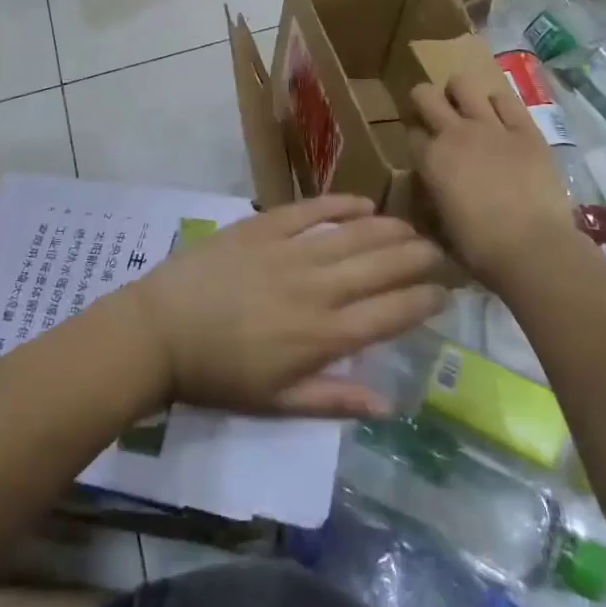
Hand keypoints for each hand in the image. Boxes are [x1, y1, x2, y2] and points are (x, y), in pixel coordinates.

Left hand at [122, 196, 447, 416]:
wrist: (161, 332)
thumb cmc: (219, 375)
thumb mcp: (277, 404)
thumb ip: (335, 400)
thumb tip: (390, 403)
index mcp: (324, 336)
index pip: (390, 313)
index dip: (423, 300)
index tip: (444, 292)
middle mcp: (317, 288)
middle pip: (381, 266)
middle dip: (417, 258)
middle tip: (439, 252)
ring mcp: (290, 252)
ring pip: (354, 235)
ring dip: (389, 229)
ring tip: (412, 228)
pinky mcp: (263, 226)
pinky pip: (311, 210)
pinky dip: (340, 204)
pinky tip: (363, 202)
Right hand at [410, 74, 581, 288]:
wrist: (533, 249)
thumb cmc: (480, 248)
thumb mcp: (440, 224)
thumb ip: (432, 196)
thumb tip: (434, 188)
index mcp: (430, 159)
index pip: (411, 132)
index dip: (415, 139)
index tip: (423, 150)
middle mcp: (454, 133)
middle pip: (424, 94)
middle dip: (424, 102)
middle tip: (436, 118)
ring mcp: (491, 127)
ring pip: (463, 84)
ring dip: (459, 94)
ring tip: (467, 110)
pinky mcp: (525, 129)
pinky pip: (506, 99)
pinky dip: (498, 103)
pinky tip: (499, 116)